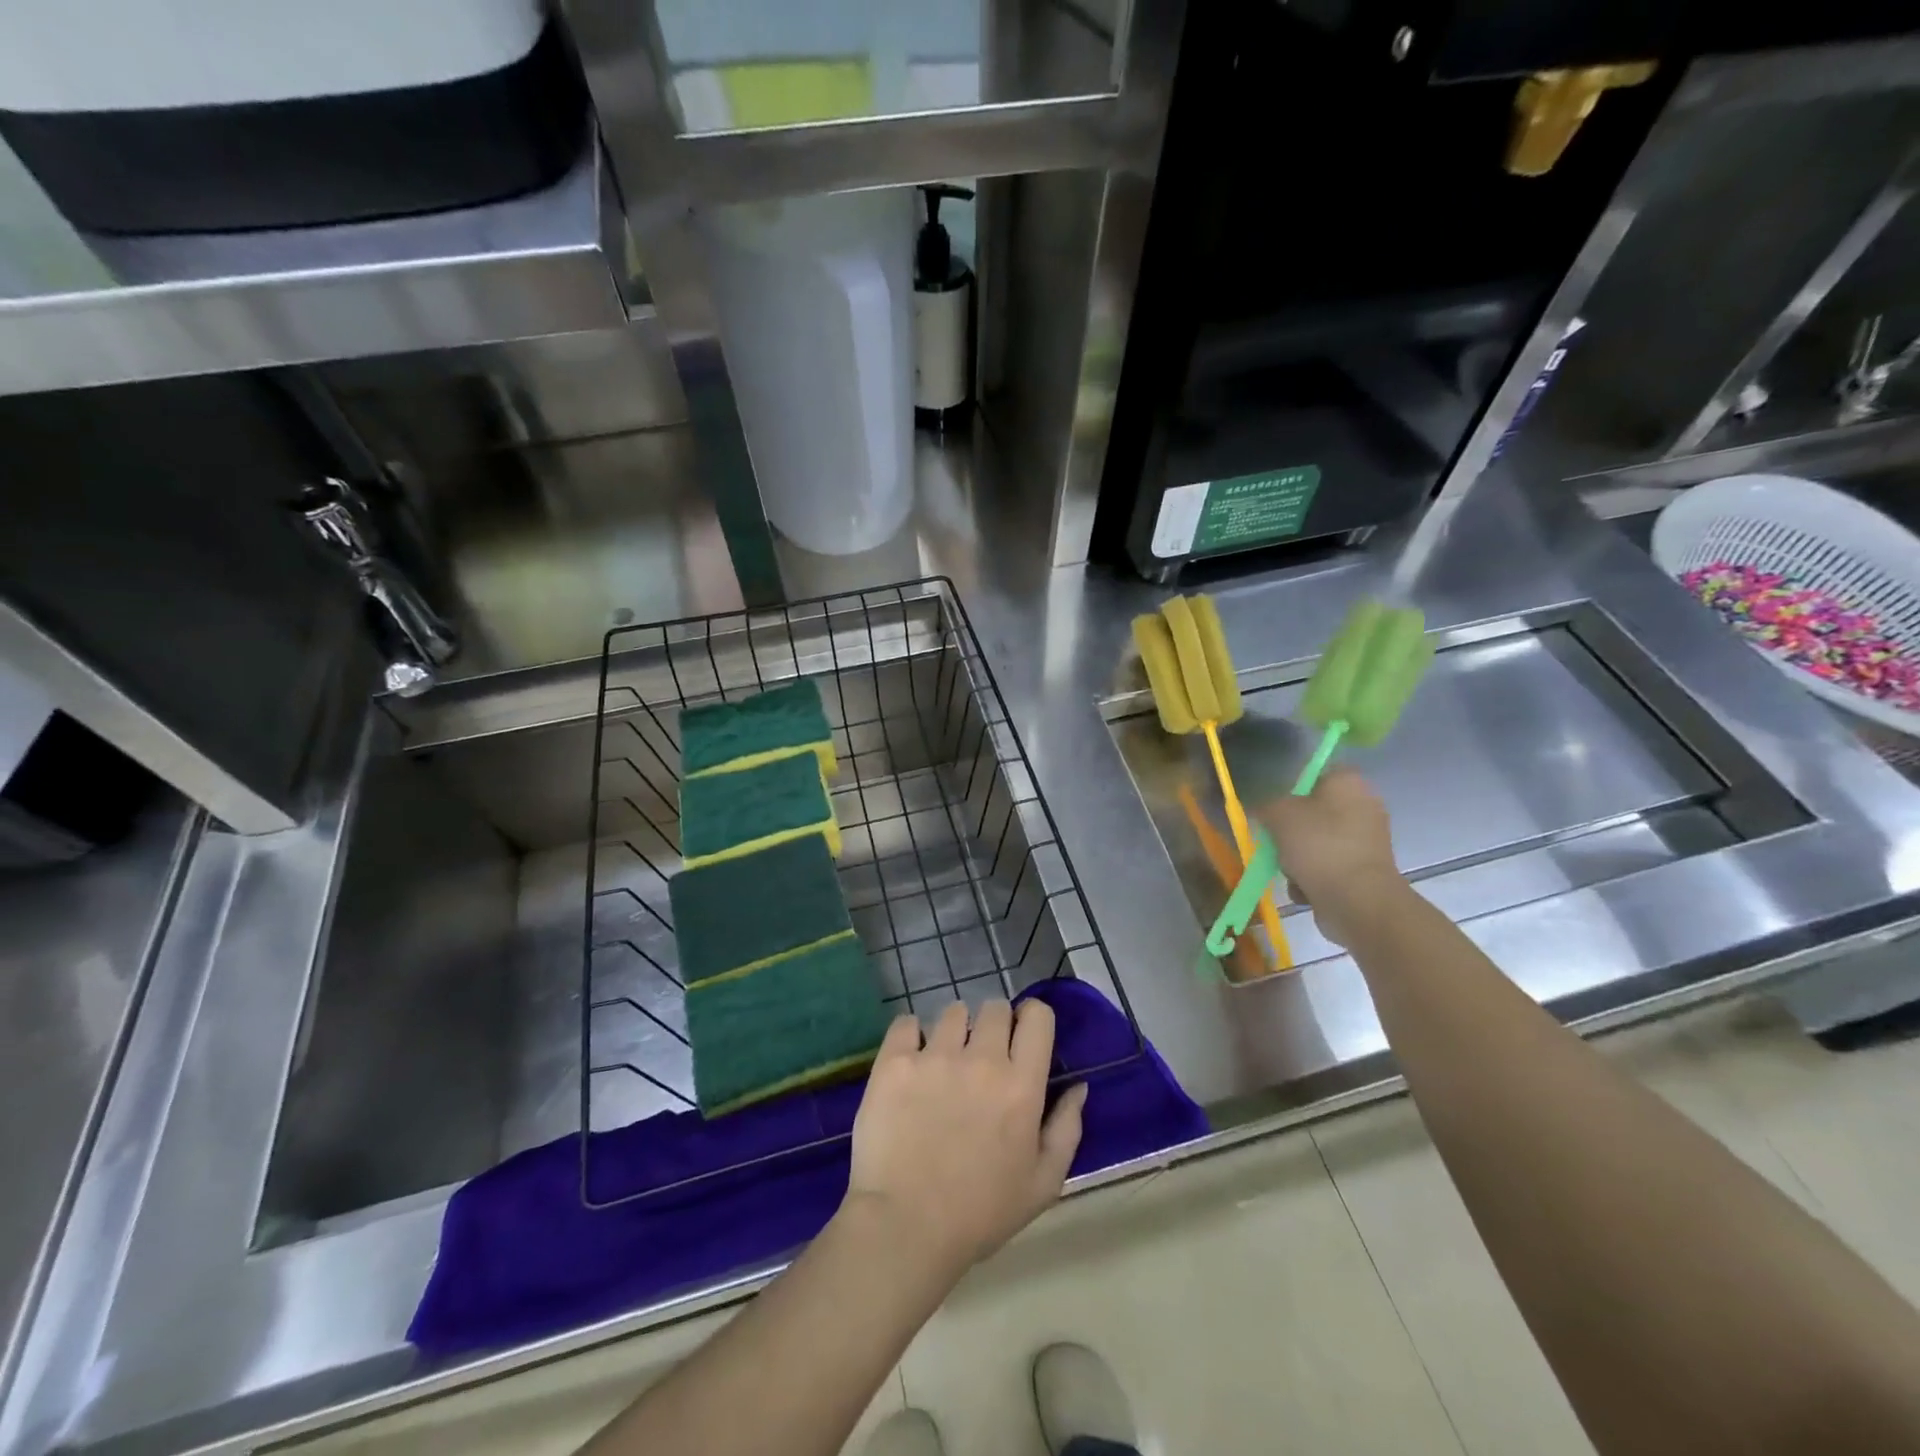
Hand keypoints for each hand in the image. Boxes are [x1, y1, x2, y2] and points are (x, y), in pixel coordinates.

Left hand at [843, 999, 1085, 1278]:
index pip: (1037, 1017)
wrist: (905, 1227)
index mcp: (1022, 1085)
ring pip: (952, 1012)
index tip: (1022, 1036)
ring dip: (953, 1030)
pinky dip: (911, 1035)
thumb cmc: (980, 1213)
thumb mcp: (1042, 1184)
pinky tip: (911, 1061)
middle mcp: (982, 1059)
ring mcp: (935, 1056)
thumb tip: (1078, 1087)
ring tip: (943, 1061)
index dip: (1031, 1019)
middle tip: (981, 1056)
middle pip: (994, 1008)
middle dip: (993, 1025)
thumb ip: (1067, 1129)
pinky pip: (906, 1022)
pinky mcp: (894, 1061)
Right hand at [1258, 767, 1406, 946]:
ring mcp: (1367, 841)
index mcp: (1349, 782)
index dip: (1292, 788)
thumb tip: (1262, 808)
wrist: (1357, 901)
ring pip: (1317, 842)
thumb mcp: (1278, 815)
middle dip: (1290, 830)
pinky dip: (1313, 878)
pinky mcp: (1365, 872)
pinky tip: (1304, 889)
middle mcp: (1364, 806)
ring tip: (1289, 871)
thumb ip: (1265, 805)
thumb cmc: (1319, 846)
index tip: (1275, 807)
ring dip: (1297, 858)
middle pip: (1313, 812)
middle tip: (1275, 841)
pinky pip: (1328, 867)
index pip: (1316, 773)